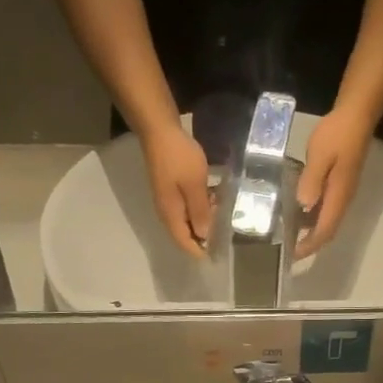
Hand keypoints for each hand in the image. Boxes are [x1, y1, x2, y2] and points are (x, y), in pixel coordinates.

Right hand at [140, 123, 211, 258]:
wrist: (158, 129)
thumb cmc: (178, 157)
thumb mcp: (195, 185)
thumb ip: (200, 212)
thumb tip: (205, 236)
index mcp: (170, 215)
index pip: (184, 243)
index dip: (200, 251)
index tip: (218, 252)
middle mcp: (166, 212)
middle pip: (185, 233)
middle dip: (204, 234)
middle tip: (224, 226)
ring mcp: (167, 199)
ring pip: (187, 219)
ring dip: (203, 218)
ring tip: (222, 209)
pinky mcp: (171, 187)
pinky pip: (187, 205)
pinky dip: (200, 205)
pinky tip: (213, 194)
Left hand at [295, 105, 374, 257]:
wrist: (358, 114)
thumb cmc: (338, 133)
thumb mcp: (320, 155)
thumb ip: (312, 180)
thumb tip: (304, 205)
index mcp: (339, 196)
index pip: (325, 230)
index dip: (310, 245)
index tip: (292, 255)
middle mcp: (343, 199)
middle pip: (328, 229)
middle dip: (310, 242)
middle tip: (288, 248)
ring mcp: (344, 191)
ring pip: (328, 219)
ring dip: (311, 230)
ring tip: (290, 233)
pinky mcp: (341, 183)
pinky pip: (327, 207)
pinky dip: (313, 215)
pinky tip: (298, 209)